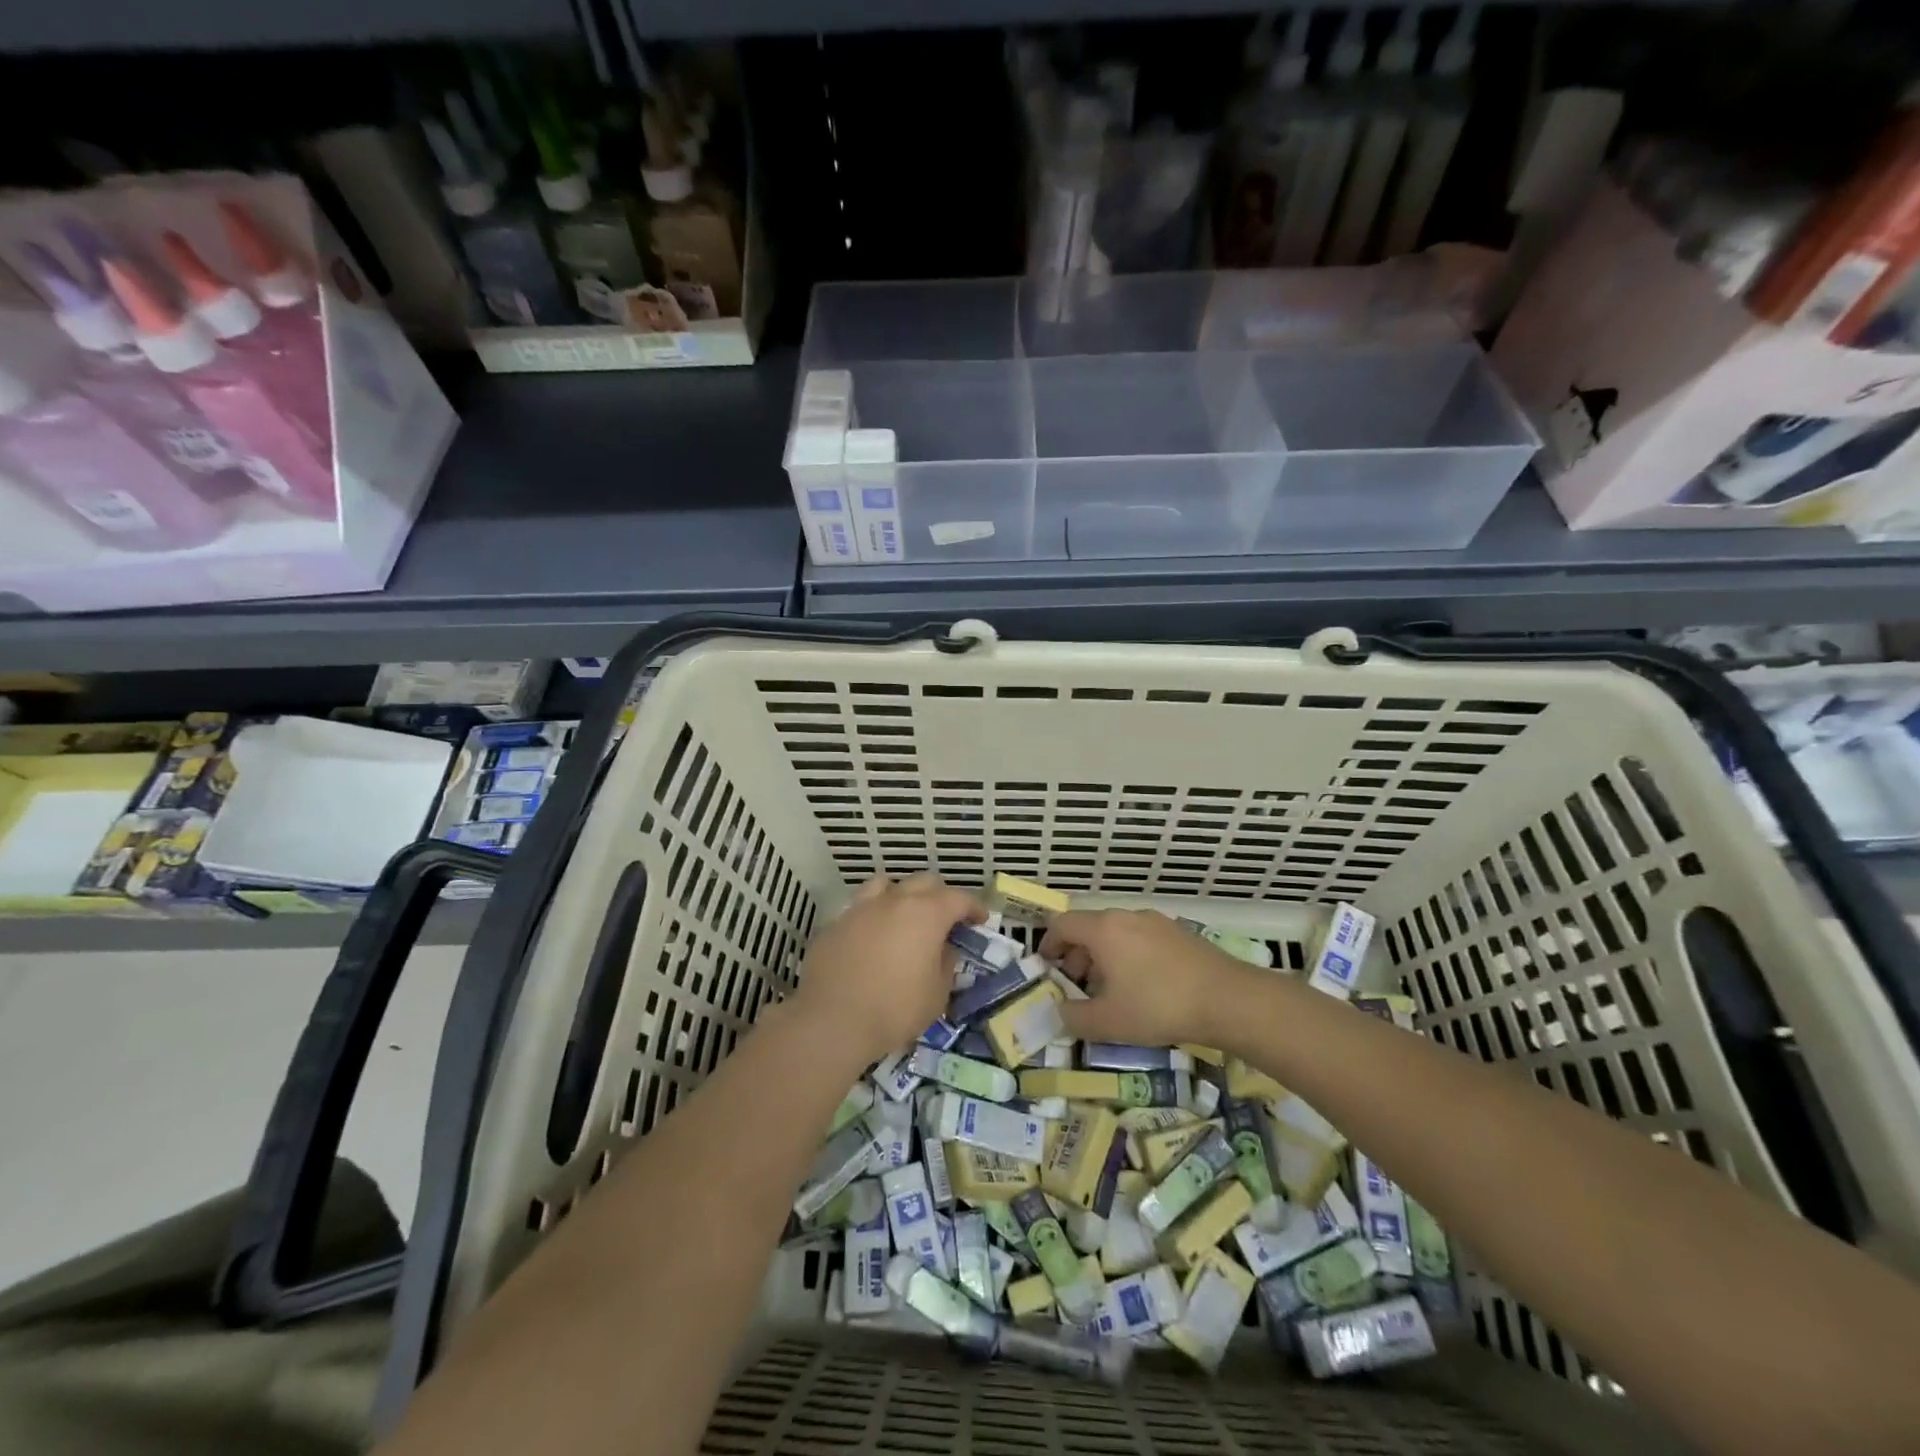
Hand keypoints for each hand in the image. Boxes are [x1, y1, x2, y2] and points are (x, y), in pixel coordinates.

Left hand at [793, 873, 985, 1066]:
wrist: (831, 1021)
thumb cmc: (894, 1010)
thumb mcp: (937, 995)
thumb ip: (946, 965)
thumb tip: (945, 949)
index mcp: (926, 914)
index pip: (959, 898)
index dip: (974, 907)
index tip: (980, 920)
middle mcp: (894, 901)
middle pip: (924, 882)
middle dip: (940, 897)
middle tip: (946, 920)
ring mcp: (861, 908)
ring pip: (887, 885)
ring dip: (902, 896)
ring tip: (905, 918)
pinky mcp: (835, 923)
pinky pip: (860, 909)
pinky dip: (873, 916)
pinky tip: (872, 940)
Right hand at [1040, 909, 1246, 1047]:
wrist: (1228, 999)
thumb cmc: (1158, 1006)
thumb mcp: (1108, 1022)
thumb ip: (1074, 1017)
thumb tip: (1060, 1011)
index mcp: (1103, 929)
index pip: (1062, 924)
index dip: (1048, 945)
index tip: (1046, 969)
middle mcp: (1127, 916)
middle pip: (1089, 928)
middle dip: (1076, 956)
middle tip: (1077, 988)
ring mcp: (1156, 922)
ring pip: (1117, 934)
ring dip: (1103, 958)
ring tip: (1110, 992)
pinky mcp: (1179, 933)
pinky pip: (1141, 939)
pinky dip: (1129, 957)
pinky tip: (1143, 988)